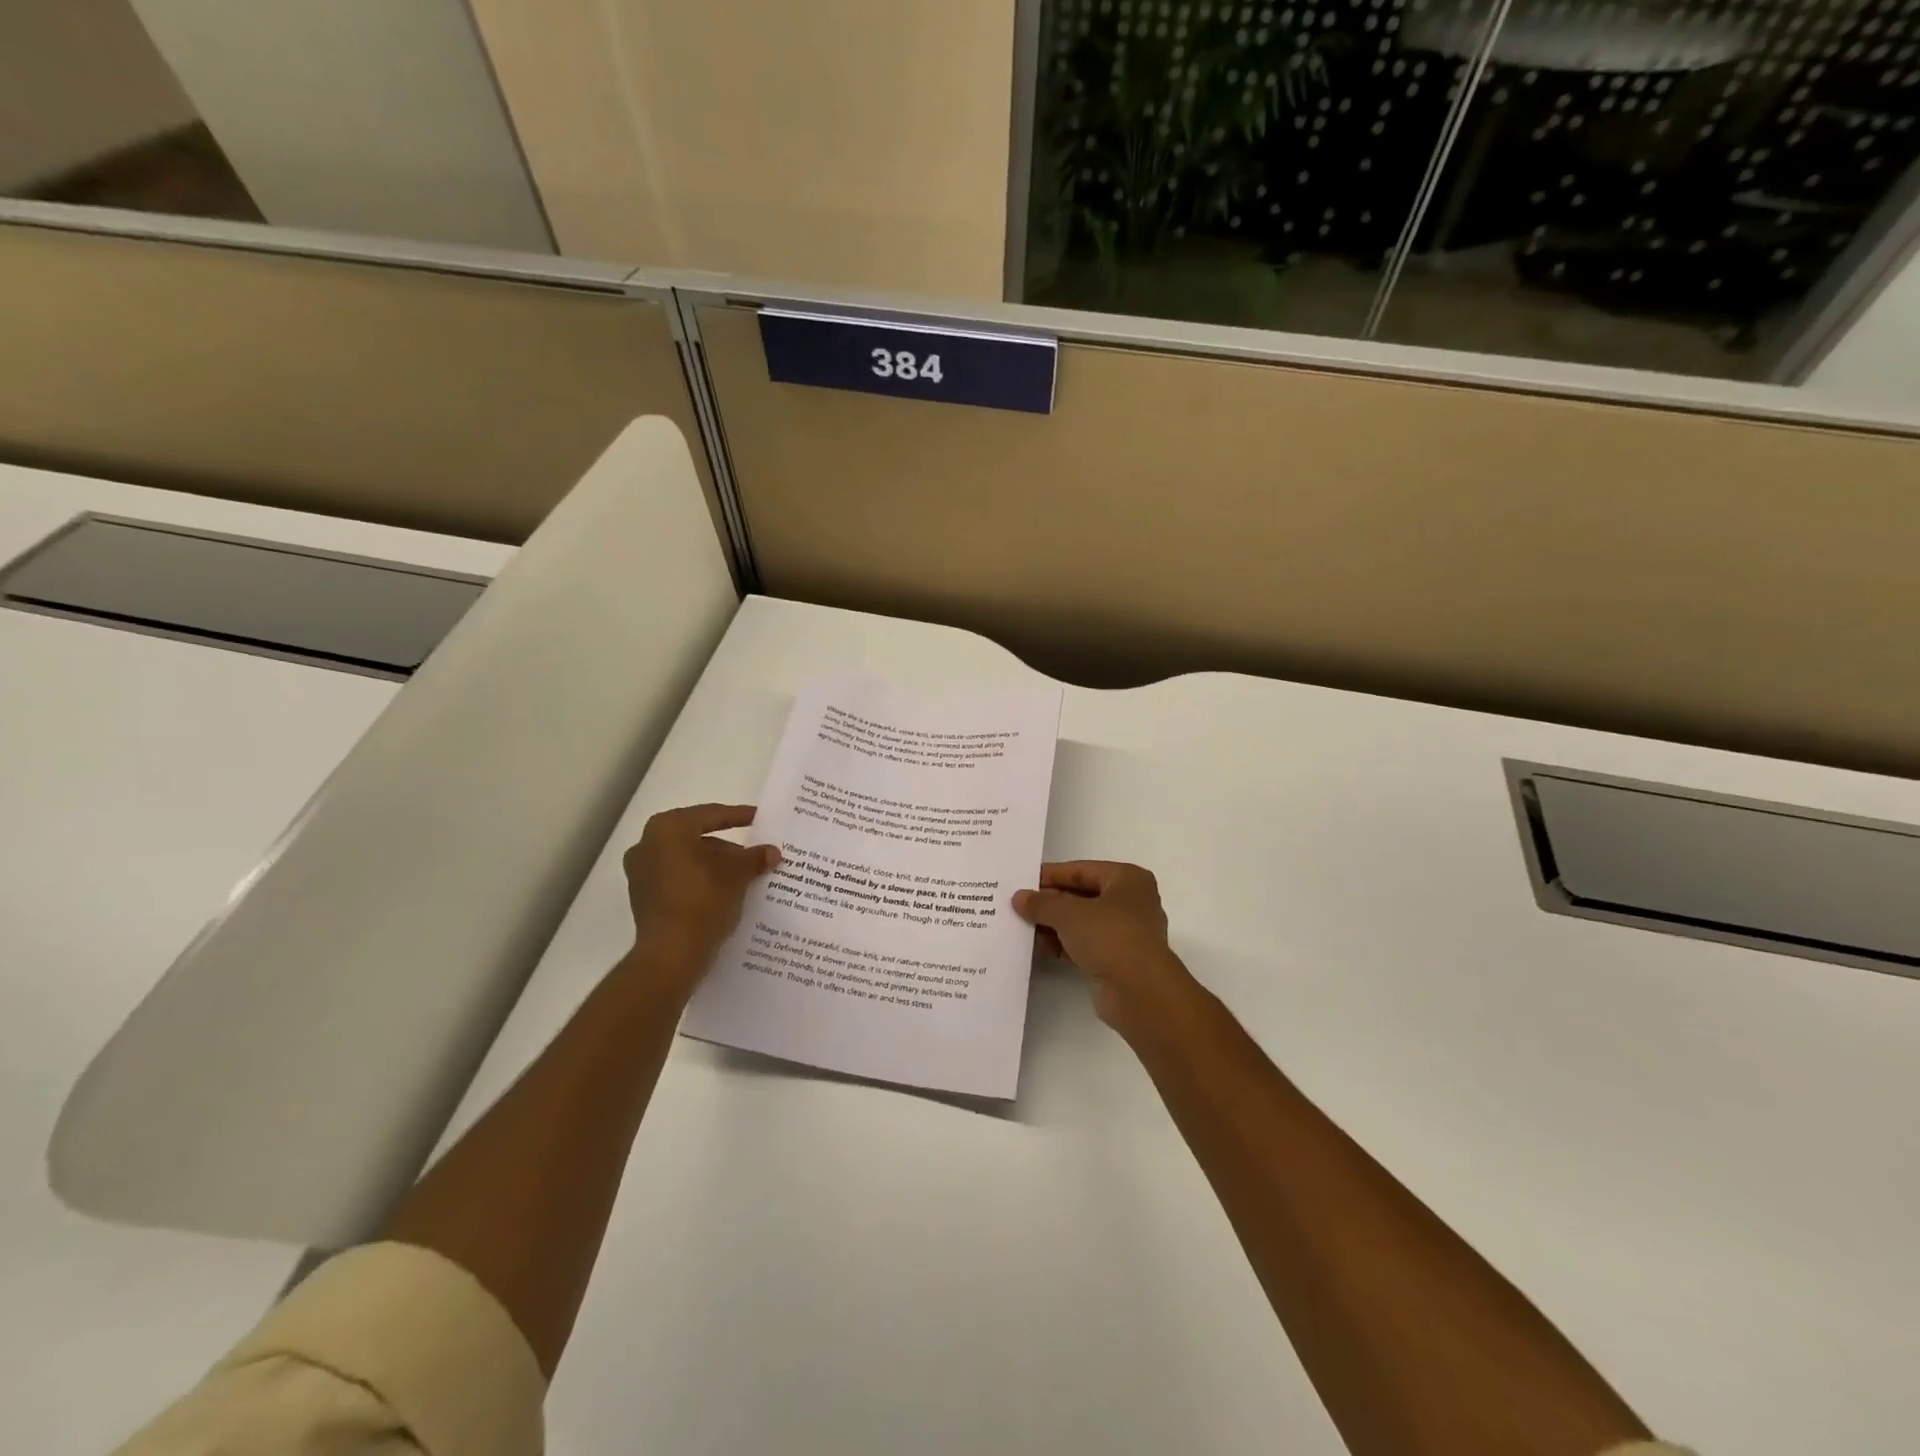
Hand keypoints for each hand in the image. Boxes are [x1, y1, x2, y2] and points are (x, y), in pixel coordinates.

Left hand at [622, 804, 778, 973]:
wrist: (671, 954)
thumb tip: (771, 852)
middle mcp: (647, 845)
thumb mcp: (737, 875)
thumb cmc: (703, 901)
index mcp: (667, 829)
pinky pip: (679, 879)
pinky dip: (701, 881)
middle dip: (728, 848)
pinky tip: (726, 893)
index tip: (760, 818)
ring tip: (746, 877)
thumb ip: (754, 858)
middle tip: (755, 854)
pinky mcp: (644, 898)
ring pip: (688, 860)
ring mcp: (641, 873)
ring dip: (715, 866)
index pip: (711, 815)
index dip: (739, 816)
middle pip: (697, 838)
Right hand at [1012, 861, 1196, 1033]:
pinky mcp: (1118, 961)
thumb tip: (1019, 898)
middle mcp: (1131, 902)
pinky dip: (1064, 945)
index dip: (1052, 875)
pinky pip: (1085, 945)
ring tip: (1023, 928)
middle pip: (1082, 896)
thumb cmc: (1109, 936)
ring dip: (1054, 926)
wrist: (1139, 992)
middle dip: (1051, 903)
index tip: (1023, 882)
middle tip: (1018, 906)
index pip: (1082, 870)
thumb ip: (1042, 903)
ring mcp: (1126, 933)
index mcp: (1128, 879)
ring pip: (1083, 923)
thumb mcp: (1068, 913)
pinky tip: (1038, 948)